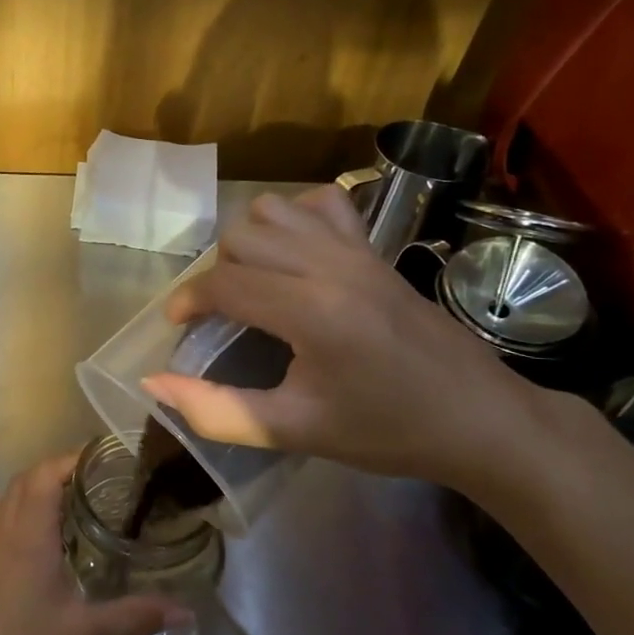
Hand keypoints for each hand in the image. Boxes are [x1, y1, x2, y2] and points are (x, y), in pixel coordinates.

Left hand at [0, 453, 187, 634]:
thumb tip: (185, 609)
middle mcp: (1, 534)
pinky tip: (34, 545)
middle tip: (95, 482)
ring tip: (67, 505)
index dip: (72, 459)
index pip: (45, 474)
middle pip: (23, 483)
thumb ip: (136, 617)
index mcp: (28, 534)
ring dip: (32, 492)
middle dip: (56, 472)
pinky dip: (15, 518)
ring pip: (5, 503)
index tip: (104, 459)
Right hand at [139, 186, 554, 493]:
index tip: (179, 326)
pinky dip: (295, 217)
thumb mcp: (294, 431)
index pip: (224, 284)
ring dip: (250, 241)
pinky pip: (322, 204)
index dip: (188, 301)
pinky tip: (296, 254)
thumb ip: (216, 410)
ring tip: (254, 283)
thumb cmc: (386, 430)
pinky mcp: (375, 248)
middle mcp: (330, 265)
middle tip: (222, 316)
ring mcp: (357, 250)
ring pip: (274, 210)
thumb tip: (153, 382)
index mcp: (311, 312)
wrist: (480, 419)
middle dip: (216, 274)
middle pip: (241, 237)